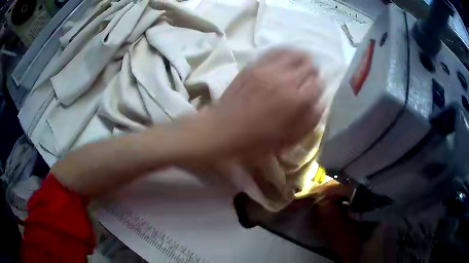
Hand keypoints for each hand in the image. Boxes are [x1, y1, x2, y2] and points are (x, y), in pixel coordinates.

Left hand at [202, 49, 323, 157]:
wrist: (222, 129)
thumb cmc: (256, 140)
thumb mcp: (288, 138)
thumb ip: (309, 120)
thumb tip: (321, 102)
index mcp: (297, 101)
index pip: (318, 84)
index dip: (319, 88)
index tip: (315, 92)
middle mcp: (286, 79)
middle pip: (309, 66)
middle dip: (312, 73)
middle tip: (308, 79)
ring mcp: (269, 69)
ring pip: (294, 53)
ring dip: (302, 58)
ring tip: (301, 63)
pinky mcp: (255, 64)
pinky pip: (275, 51)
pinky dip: (285, 51)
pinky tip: (287, 56)